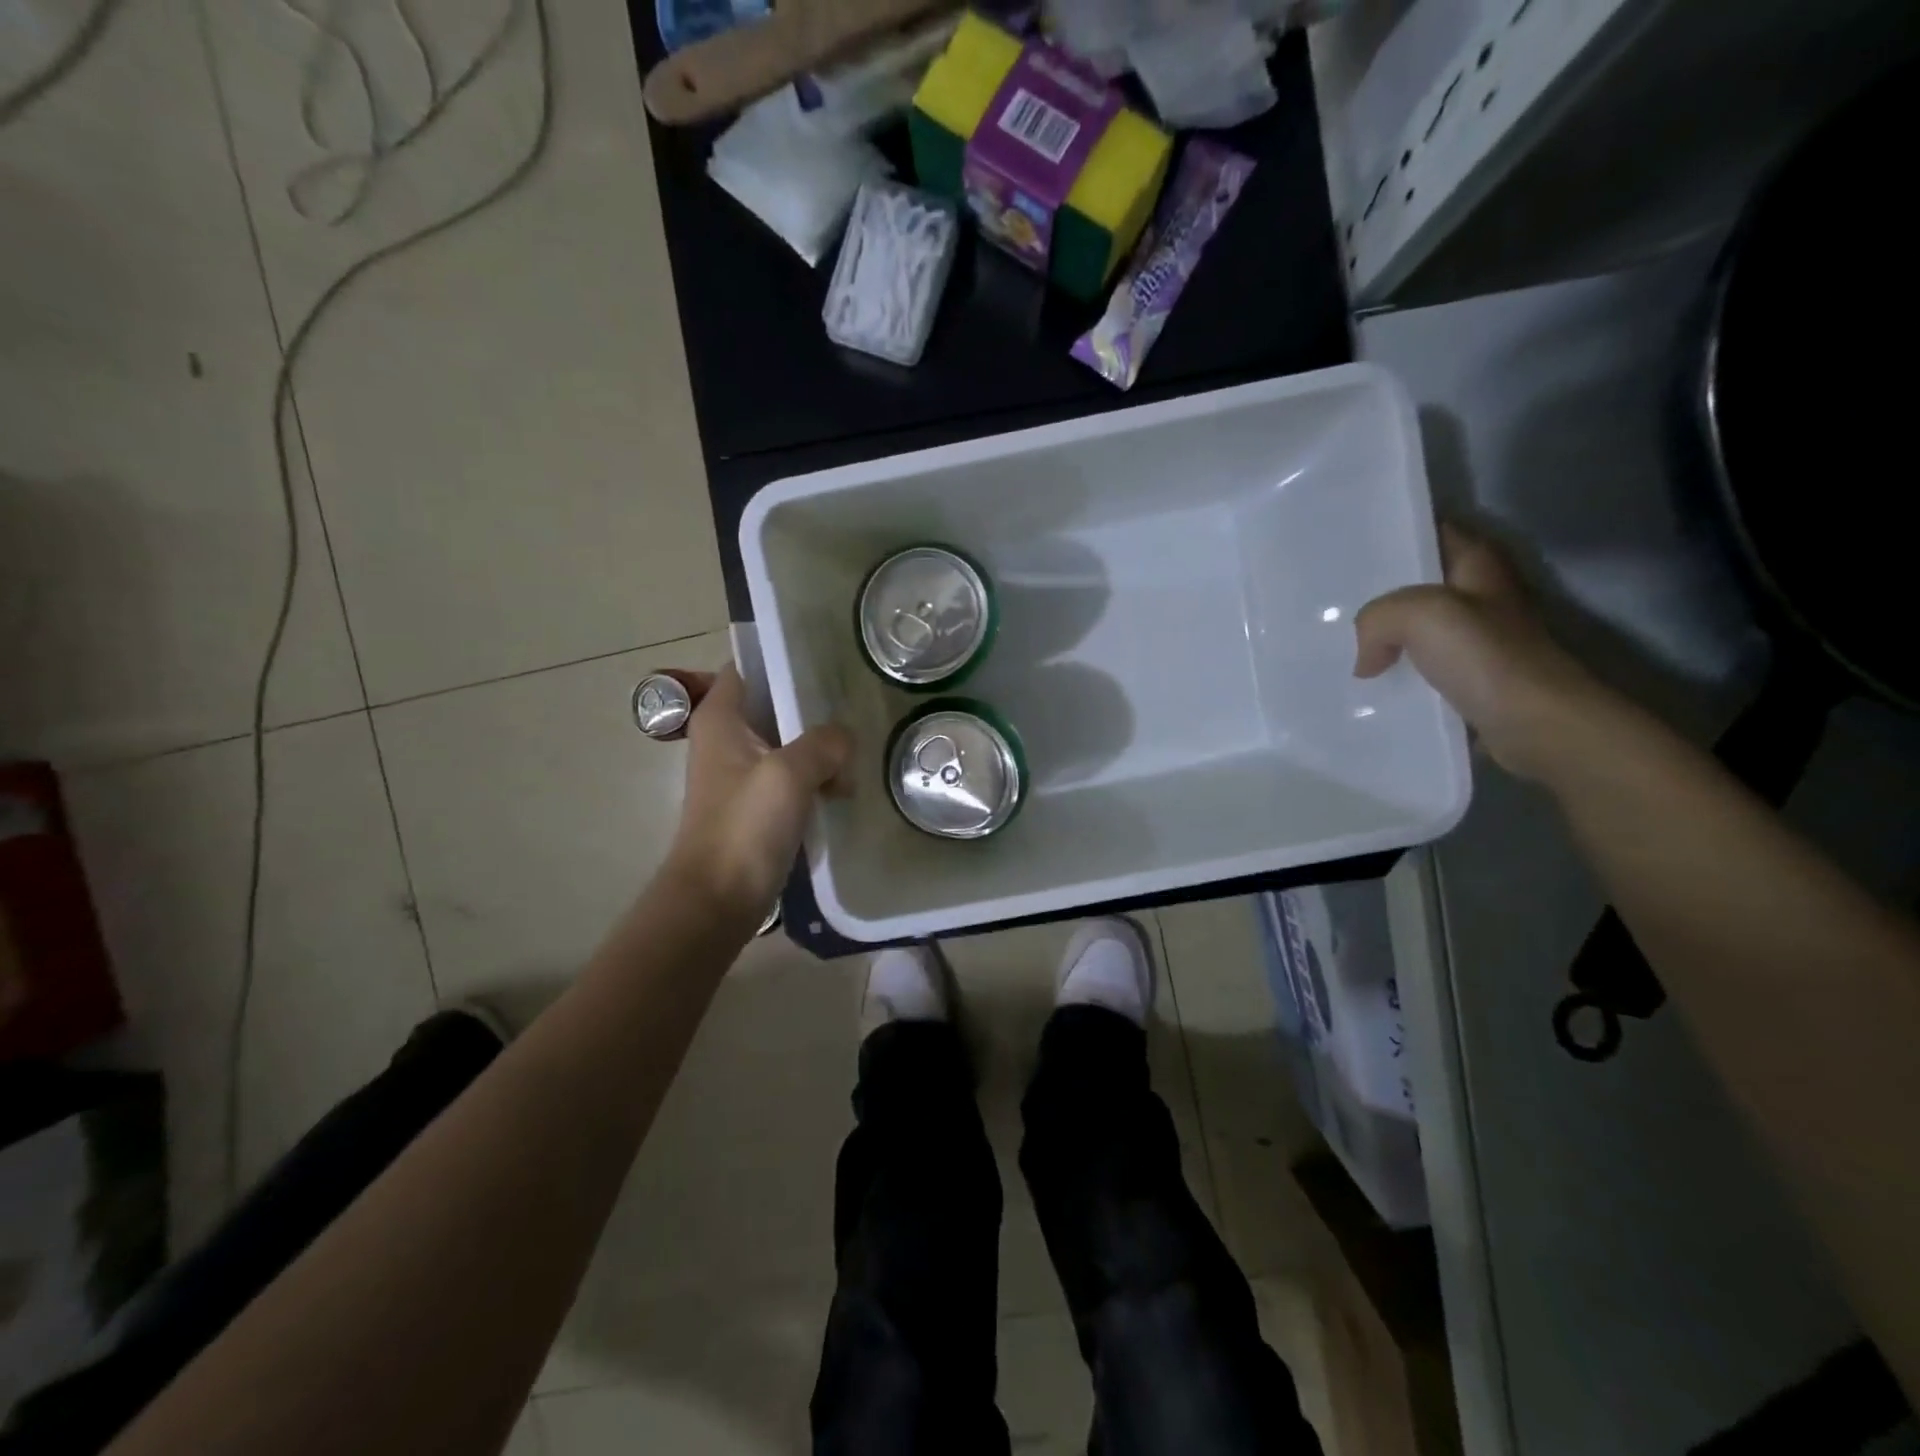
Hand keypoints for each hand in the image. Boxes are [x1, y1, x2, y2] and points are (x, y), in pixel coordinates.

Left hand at [661, 667, 853, 917]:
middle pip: (773, 705)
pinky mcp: (756, 805)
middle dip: (811, 706)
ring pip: (787, 743)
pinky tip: (844, 788)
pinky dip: (815, 777)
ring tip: (856, 750)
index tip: (825, 659)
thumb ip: (823, 744)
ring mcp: (741, 774)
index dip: (781, 658)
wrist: (718, 898)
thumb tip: (844, 739)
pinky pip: (791, 777)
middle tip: (854, 702)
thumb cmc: (744, 826)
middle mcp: (726, 739)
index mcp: (721, 718)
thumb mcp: (789, 773)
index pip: (746, 667)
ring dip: (818, 747)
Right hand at [1353, 524, 1609, 780]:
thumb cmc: (1486, 656)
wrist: (1535, 724)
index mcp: (1477, 564)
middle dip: (1374, 591)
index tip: (1345, 546)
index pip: (1430, 532)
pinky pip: (1416, 668)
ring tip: (1334, 643)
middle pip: (1415, 583)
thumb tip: (1365, 660)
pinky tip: (1362, 683)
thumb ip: (1377, 618)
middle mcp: (1477, 596)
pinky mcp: (1466, 679)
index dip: (1391, 535)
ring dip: (1379, 638)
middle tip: (1326, 600)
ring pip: (1411, 629)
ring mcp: (1473, 640)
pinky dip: (1392, 674)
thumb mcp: (1420, 614)